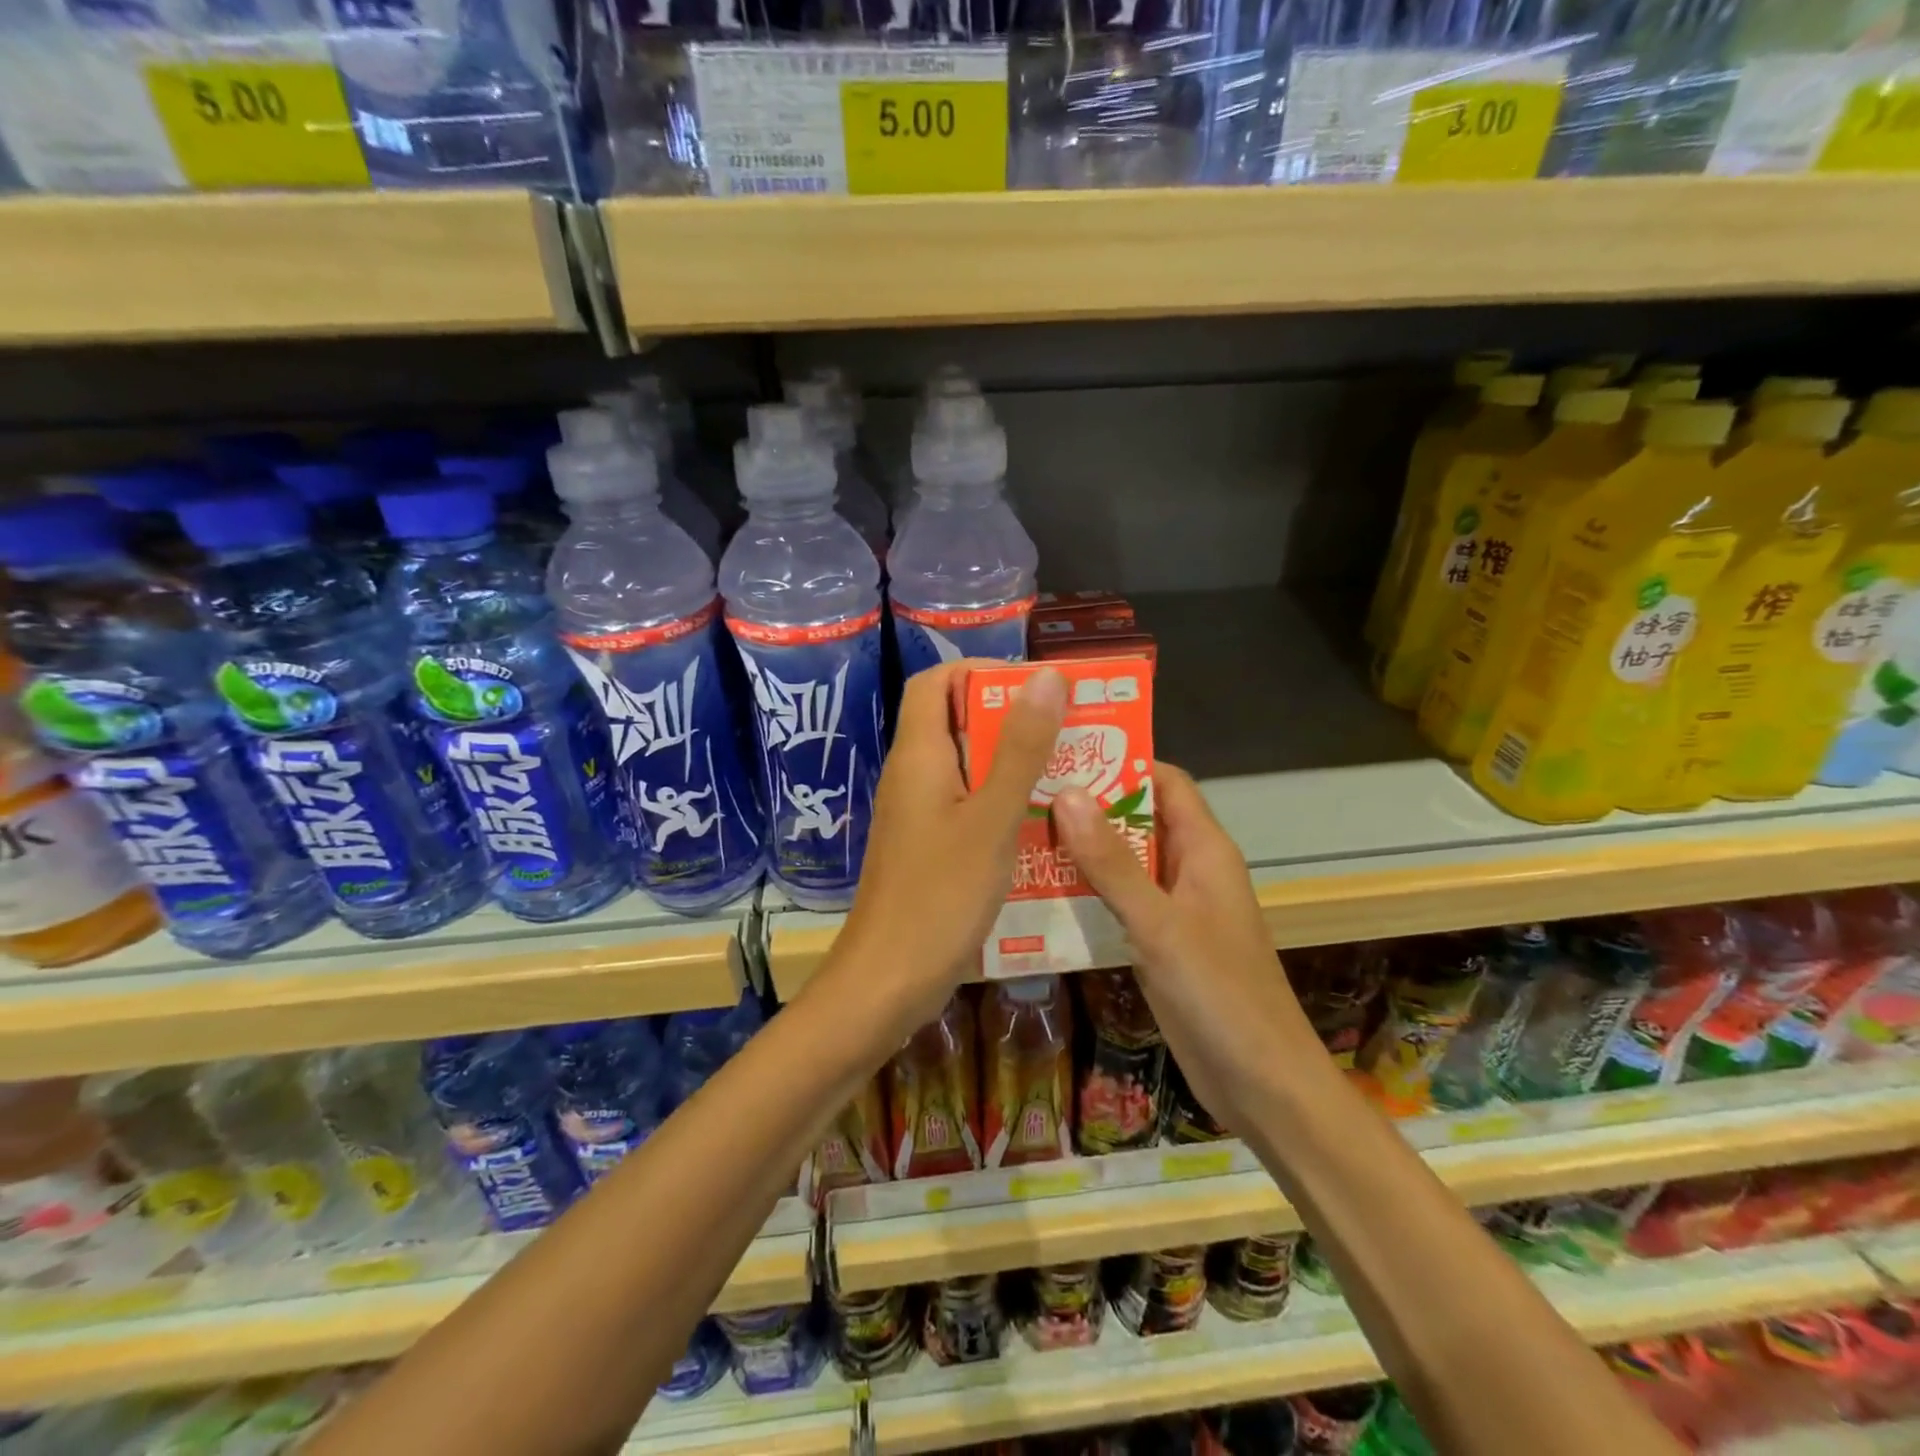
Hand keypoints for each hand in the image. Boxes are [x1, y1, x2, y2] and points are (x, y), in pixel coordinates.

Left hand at [816, 660, 1066, 1045]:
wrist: (887, 983)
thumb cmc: (939, 896)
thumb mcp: (992, 818)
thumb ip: (1020, 748)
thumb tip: (1045, 676)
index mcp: (918, 755)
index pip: (935, 683)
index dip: (980, 672)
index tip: (1035, 686)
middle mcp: (913, 777)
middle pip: (956, 723)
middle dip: (1012, 720)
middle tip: (1071, 729)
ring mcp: (918, 816)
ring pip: (967, 770)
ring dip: (1013, 765)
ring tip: (1071, 771)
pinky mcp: (928, 850)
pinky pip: (967, 809)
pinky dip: (1003, 805)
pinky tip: (1045, 826)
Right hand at [1052, 762, 1319, 1134]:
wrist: (1260, 1083)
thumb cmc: (1219, 993)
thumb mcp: (1159, 924)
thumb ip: (1112, 862)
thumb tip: (1068, 793)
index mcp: (1204, 849)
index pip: (1165, 782)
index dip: (1122, 761)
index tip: (1065, 753)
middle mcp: (1189, 869)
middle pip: (1138, 818)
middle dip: (1090, 804)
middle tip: (1027, 793)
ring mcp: (1174, 908)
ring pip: (1125, 861)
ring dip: (1083, 849)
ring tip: (1021, 834)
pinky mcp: (1159, 942)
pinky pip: (1120, 901)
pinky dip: (1088, 891)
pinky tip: (1042, 891)